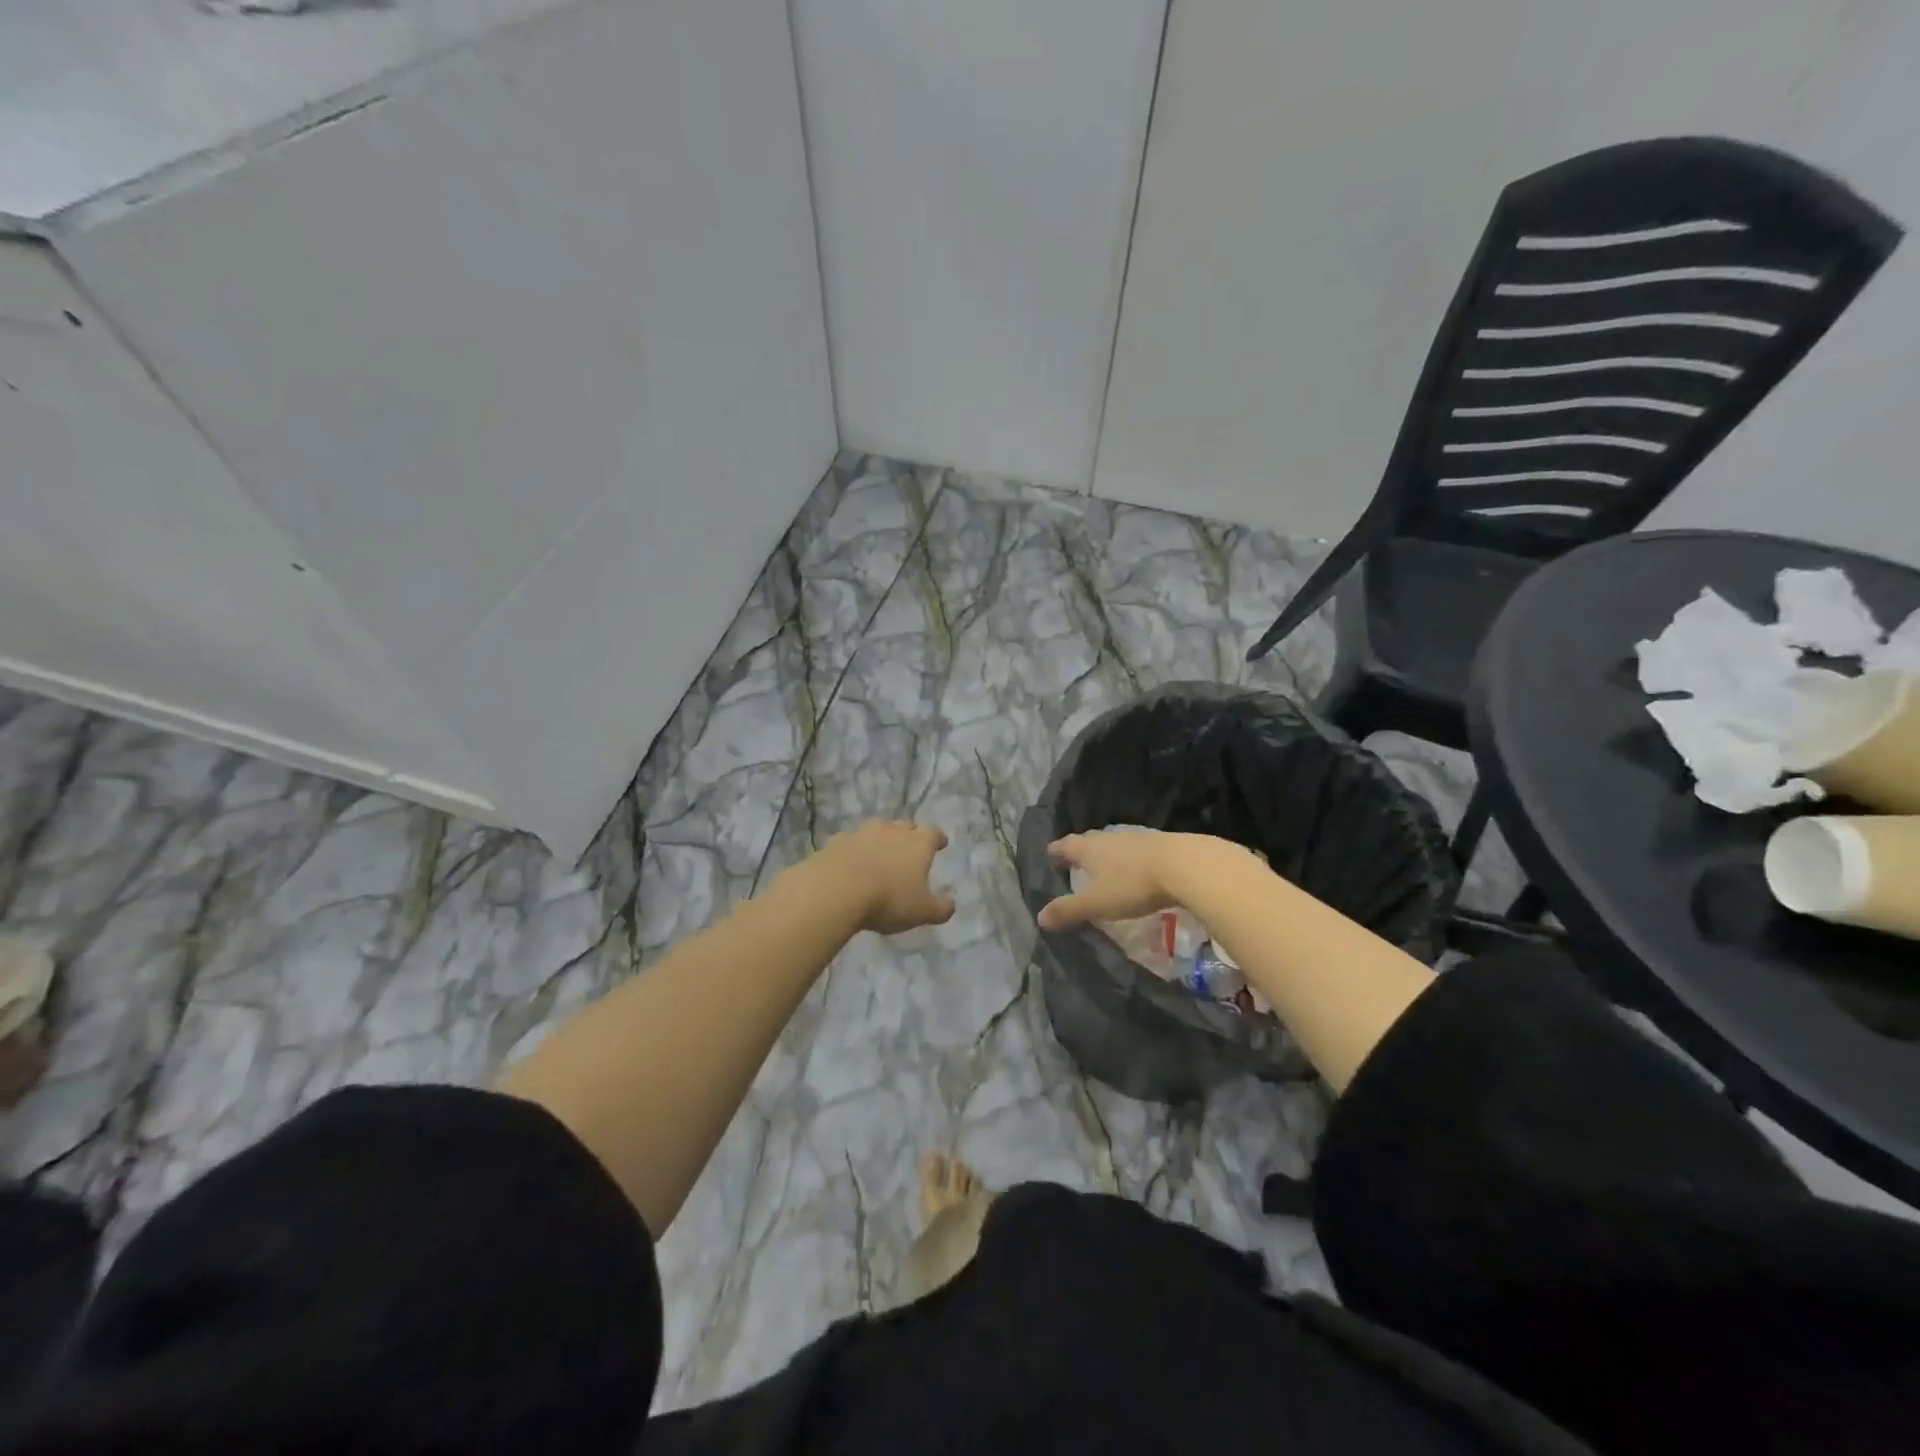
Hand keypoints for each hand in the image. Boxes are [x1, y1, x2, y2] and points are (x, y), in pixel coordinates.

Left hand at [817, 820, 955, 934]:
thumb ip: (940, 908)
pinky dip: (856, 849)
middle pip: (905, 826)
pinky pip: (852, 841)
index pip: (933, 834)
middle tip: (910, 849)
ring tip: (881, 853)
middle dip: (910, 835)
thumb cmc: (888, 899)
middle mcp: (893, 831)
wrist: (837, 889)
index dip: (938, 839)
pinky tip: (852, 862)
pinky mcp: (838, 841)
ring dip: (882, 838)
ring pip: (878, 829)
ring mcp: (863, 833)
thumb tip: (950, 905)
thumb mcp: (922, 911)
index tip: (941, 843)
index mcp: (918, 844)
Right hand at [1037, 830, 1181, 929]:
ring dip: (1107, 855)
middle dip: (1081, 851)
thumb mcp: (1097, 903)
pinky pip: (1137, 851)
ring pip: (1114, 845)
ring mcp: (1137, 839)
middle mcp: (1111, 839)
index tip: (1049, 852)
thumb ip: (1069, 910)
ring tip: (1104, 867)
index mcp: (1090, 849)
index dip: (1057, 850)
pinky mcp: (1161, 845)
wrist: (1185, 866)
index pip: (1067, 845)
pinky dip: (1130, 860)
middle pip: (1090, 841)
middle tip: (1074, 861)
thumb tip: (1040, 917)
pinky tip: (1136, 870)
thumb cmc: (1133, 884)